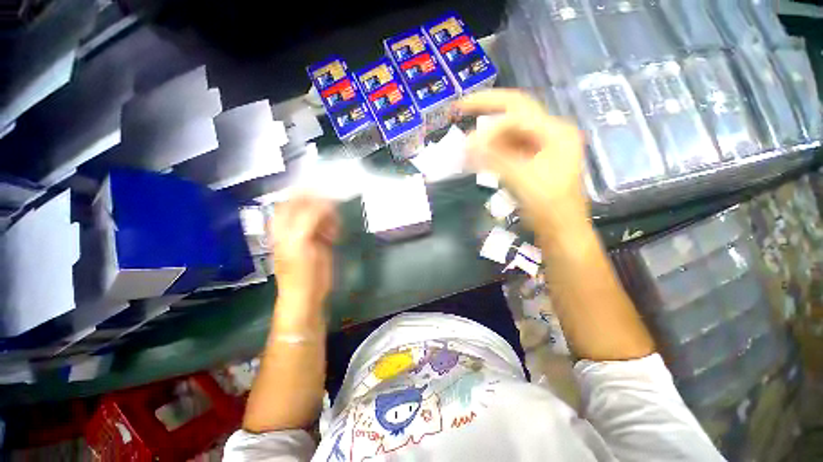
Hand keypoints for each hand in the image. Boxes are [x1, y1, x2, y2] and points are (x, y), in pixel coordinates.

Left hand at [268, 195, 338, 309]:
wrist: (307, 294)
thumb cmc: (301, 271)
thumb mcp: (300, 243)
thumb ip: (309, 220)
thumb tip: (324, 203)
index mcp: (282, 226)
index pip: (292, 200)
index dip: (307, 194)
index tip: (325, 192)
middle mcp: (293, 227)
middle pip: (306, 205)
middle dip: (321, 205)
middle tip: (333, 213)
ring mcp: (307, 234)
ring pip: (319, 215)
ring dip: (329, 217)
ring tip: (333, 229)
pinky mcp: (319, 241)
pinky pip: (327, 225)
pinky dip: (333, 226)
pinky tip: (334, 236)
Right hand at [457, 89, 588, 242]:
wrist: (560, 229)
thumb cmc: (548, 206)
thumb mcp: (521, 179)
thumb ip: (494, 158)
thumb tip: (466, 143)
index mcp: (556, 132)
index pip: (517, 113)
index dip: (489, 122)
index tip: (465, 139)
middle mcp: (551, 132)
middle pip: (515, 113)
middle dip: (488, 108)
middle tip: (461, 108)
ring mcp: (543, 146)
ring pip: (510, 131)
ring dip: (488, 135)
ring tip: (468, 144)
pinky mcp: (534, 159)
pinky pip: (510, 147)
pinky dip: (494, 149)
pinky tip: (480, 155)